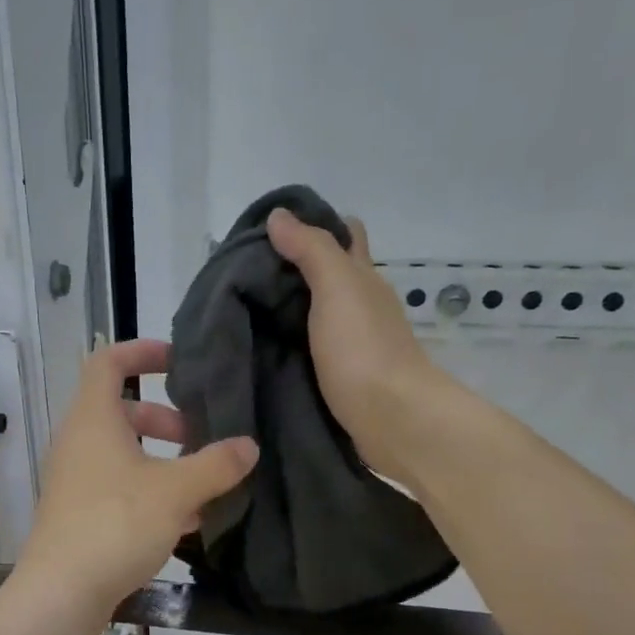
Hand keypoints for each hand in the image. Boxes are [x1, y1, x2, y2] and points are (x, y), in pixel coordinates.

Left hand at [15, 340, 257, 612]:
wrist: (62, 592)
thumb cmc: (116, 524)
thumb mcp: (176, 490)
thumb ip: (215, 464)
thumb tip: (248, 446)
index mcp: (93, 420)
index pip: (108, 363)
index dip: (141, 352)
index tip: (177, 360)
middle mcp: (77, 444)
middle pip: (121, 413)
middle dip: (164, 420)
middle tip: (198, 437)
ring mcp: (74, 481)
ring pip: (122, 456)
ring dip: (161, 462)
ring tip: (202, 485)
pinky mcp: (78, 515)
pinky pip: (117, 489)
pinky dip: (149, 493)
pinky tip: (184, 522)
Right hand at [267, 209, 442, 478]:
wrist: (391, 419)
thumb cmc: (364, 348)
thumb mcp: (337, 288)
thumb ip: (311, 251)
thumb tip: (279, 216)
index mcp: (363, 279)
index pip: (345, 235)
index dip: (314, 225)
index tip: (270, 230)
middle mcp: (362, 306)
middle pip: (328, 275)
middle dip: (293, 269)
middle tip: (244, 273)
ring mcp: (353, 344)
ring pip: (318, 314)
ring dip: (289, 310)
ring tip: (243, 309)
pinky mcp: (342, 377)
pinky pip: (311, 349)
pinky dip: (291, 343)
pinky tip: (264, 348)